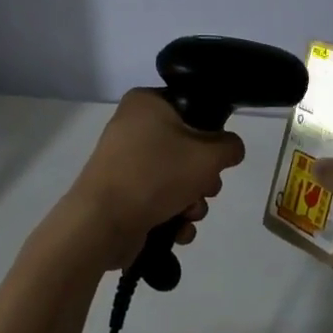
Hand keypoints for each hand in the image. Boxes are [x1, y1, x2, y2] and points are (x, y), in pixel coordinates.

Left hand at [52, 89, 247, 270]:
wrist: (102, 222)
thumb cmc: (155, 174)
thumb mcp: (207, 155)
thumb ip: (229, 147)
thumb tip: (230, 149)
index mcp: (146, 103)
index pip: (192, 107)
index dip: (211, 132)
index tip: (216, 153)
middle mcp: (134, 127)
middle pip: (188, 147)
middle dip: (204, 176)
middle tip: (205, 187)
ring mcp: (127, 162)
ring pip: (178, 177)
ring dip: (193, 201)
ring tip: (188, 213)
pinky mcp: (125, 193)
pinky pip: (161, 199)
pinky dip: (174, 215)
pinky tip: (178, 230)